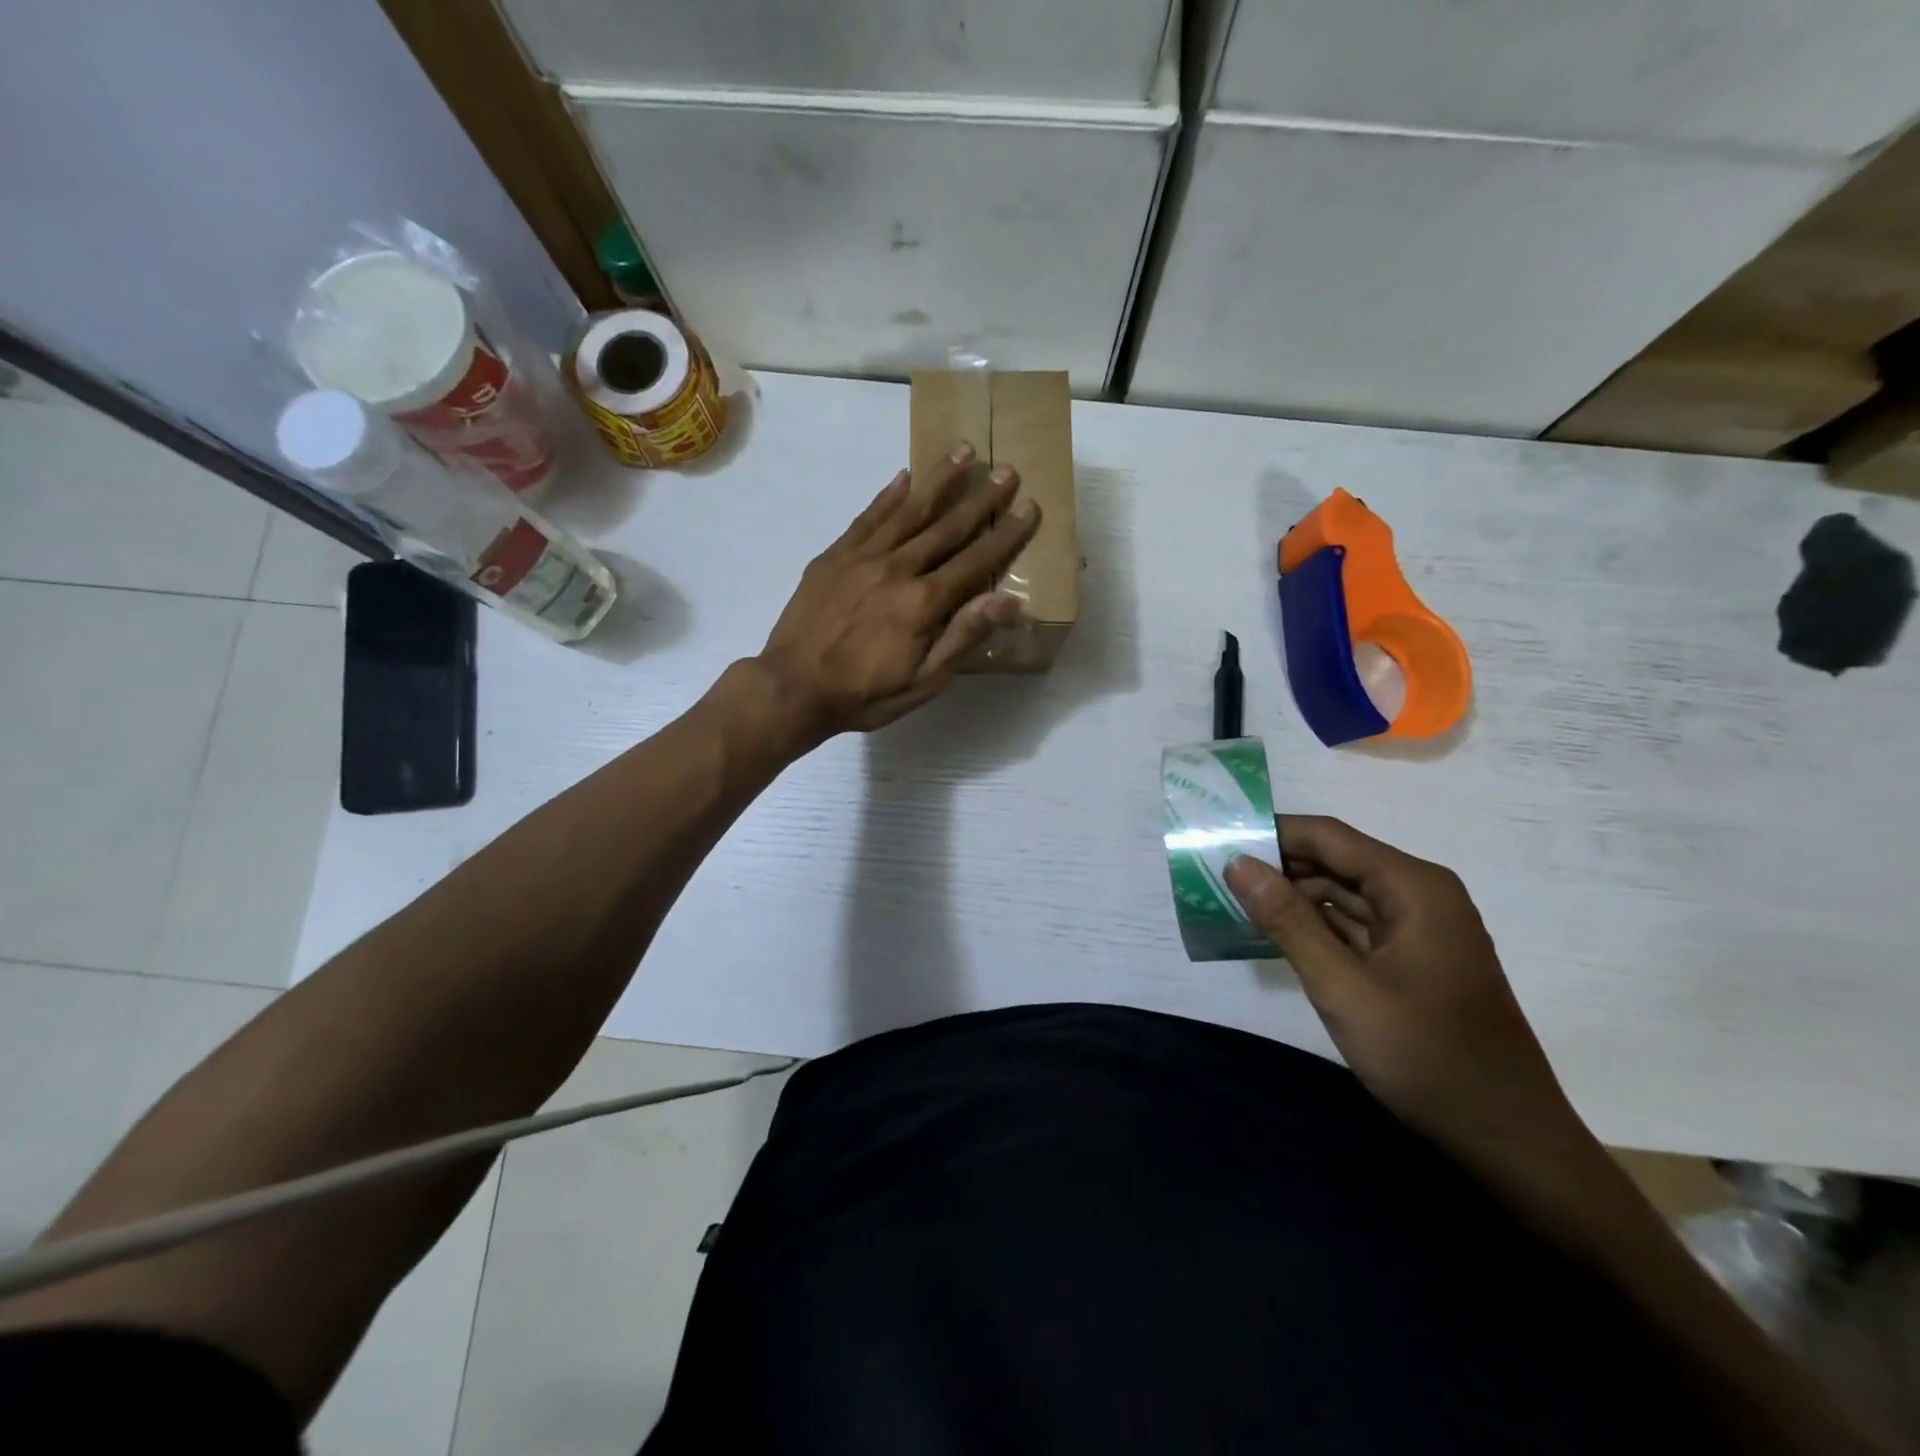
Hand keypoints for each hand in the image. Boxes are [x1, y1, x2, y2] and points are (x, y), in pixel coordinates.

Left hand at [753, 444, 1039, 744]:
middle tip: (1006, 469)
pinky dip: (888, 495)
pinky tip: (904, 477)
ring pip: (908, 510)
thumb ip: (963, 636)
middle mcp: (897, 568)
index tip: (1029, 507)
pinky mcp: (834, 555)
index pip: (976, 561)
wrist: (792, 687)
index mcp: (924, 602)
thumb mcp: (924, 682)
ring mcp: (862, 557)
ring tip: (964, 452)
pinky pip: (867, 517)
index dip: (1006, 534)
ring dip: (939, 480)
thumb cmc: (864, 694)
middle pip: (947, 526)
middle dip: (981, 498)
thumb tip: (1007, 600)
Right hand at [1225, 817, 1586, 1174]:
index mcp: (1414, 887)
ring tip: (1232, 899)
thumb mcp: (1343, 989)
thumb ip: (1288, 922)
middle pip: (1336, 860)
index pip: (1328, 836)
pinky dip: (1314, 925)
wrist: (1510, 1141)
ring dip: (1292, 896)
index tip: (1217, 839)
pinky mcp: (1413, 958)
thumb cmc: (1428, 1059)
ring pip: (1342, 892)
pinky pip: (1354, 924)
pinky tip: (1274, 932)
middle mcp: (1420, 894)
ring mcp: (1419, 928)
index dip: (1272, 833)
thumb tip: (1238, 863)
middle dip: (1277, 865)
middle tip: (1214, 873)